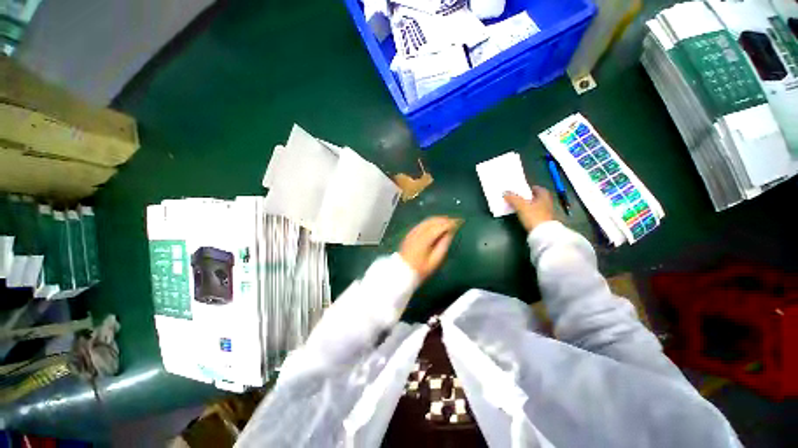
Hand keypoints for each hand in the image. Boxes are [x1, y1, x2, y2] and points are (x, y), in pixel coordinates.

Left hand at [399, 216, 459, 280]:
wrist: (402, 271)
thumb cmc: (420, 269)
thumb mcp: (435, 260)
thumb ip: (443, 245)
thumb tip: (450, 233)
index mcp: (424, 239)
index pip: (439, 226)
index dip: (450, 223)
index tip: (460, 222)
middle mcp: (417, 232)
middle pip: (433, 221)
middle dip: (445, 219)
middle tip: (455, 221)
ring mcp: (412, 232)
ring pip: (427, 220)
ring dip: (438, 219)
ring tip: (448, 221)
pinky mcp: (410, 233)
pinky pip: (422, 223)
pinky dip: (431, 222)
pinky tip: (436, 224)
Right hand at [504, 186, 554, 232]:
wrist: (543, 234)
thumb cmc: (533, 216)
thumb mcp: (520, 206)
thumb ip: (513, 198)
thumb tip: (505, 192)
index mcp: (544, 196)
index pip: (538, 188)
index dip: (530, 188)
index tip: (522, 190)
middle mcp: (547, 203)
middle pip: (537, 197)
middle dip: (529, 197)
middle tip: (519, 197)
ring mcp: (547, 212)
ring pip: (537, 205)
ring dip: (529, 205)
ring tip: (519, 206)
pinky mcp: (544, 220)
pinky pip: (536, 213)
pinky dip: (530, 212)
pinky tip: (524, 214)